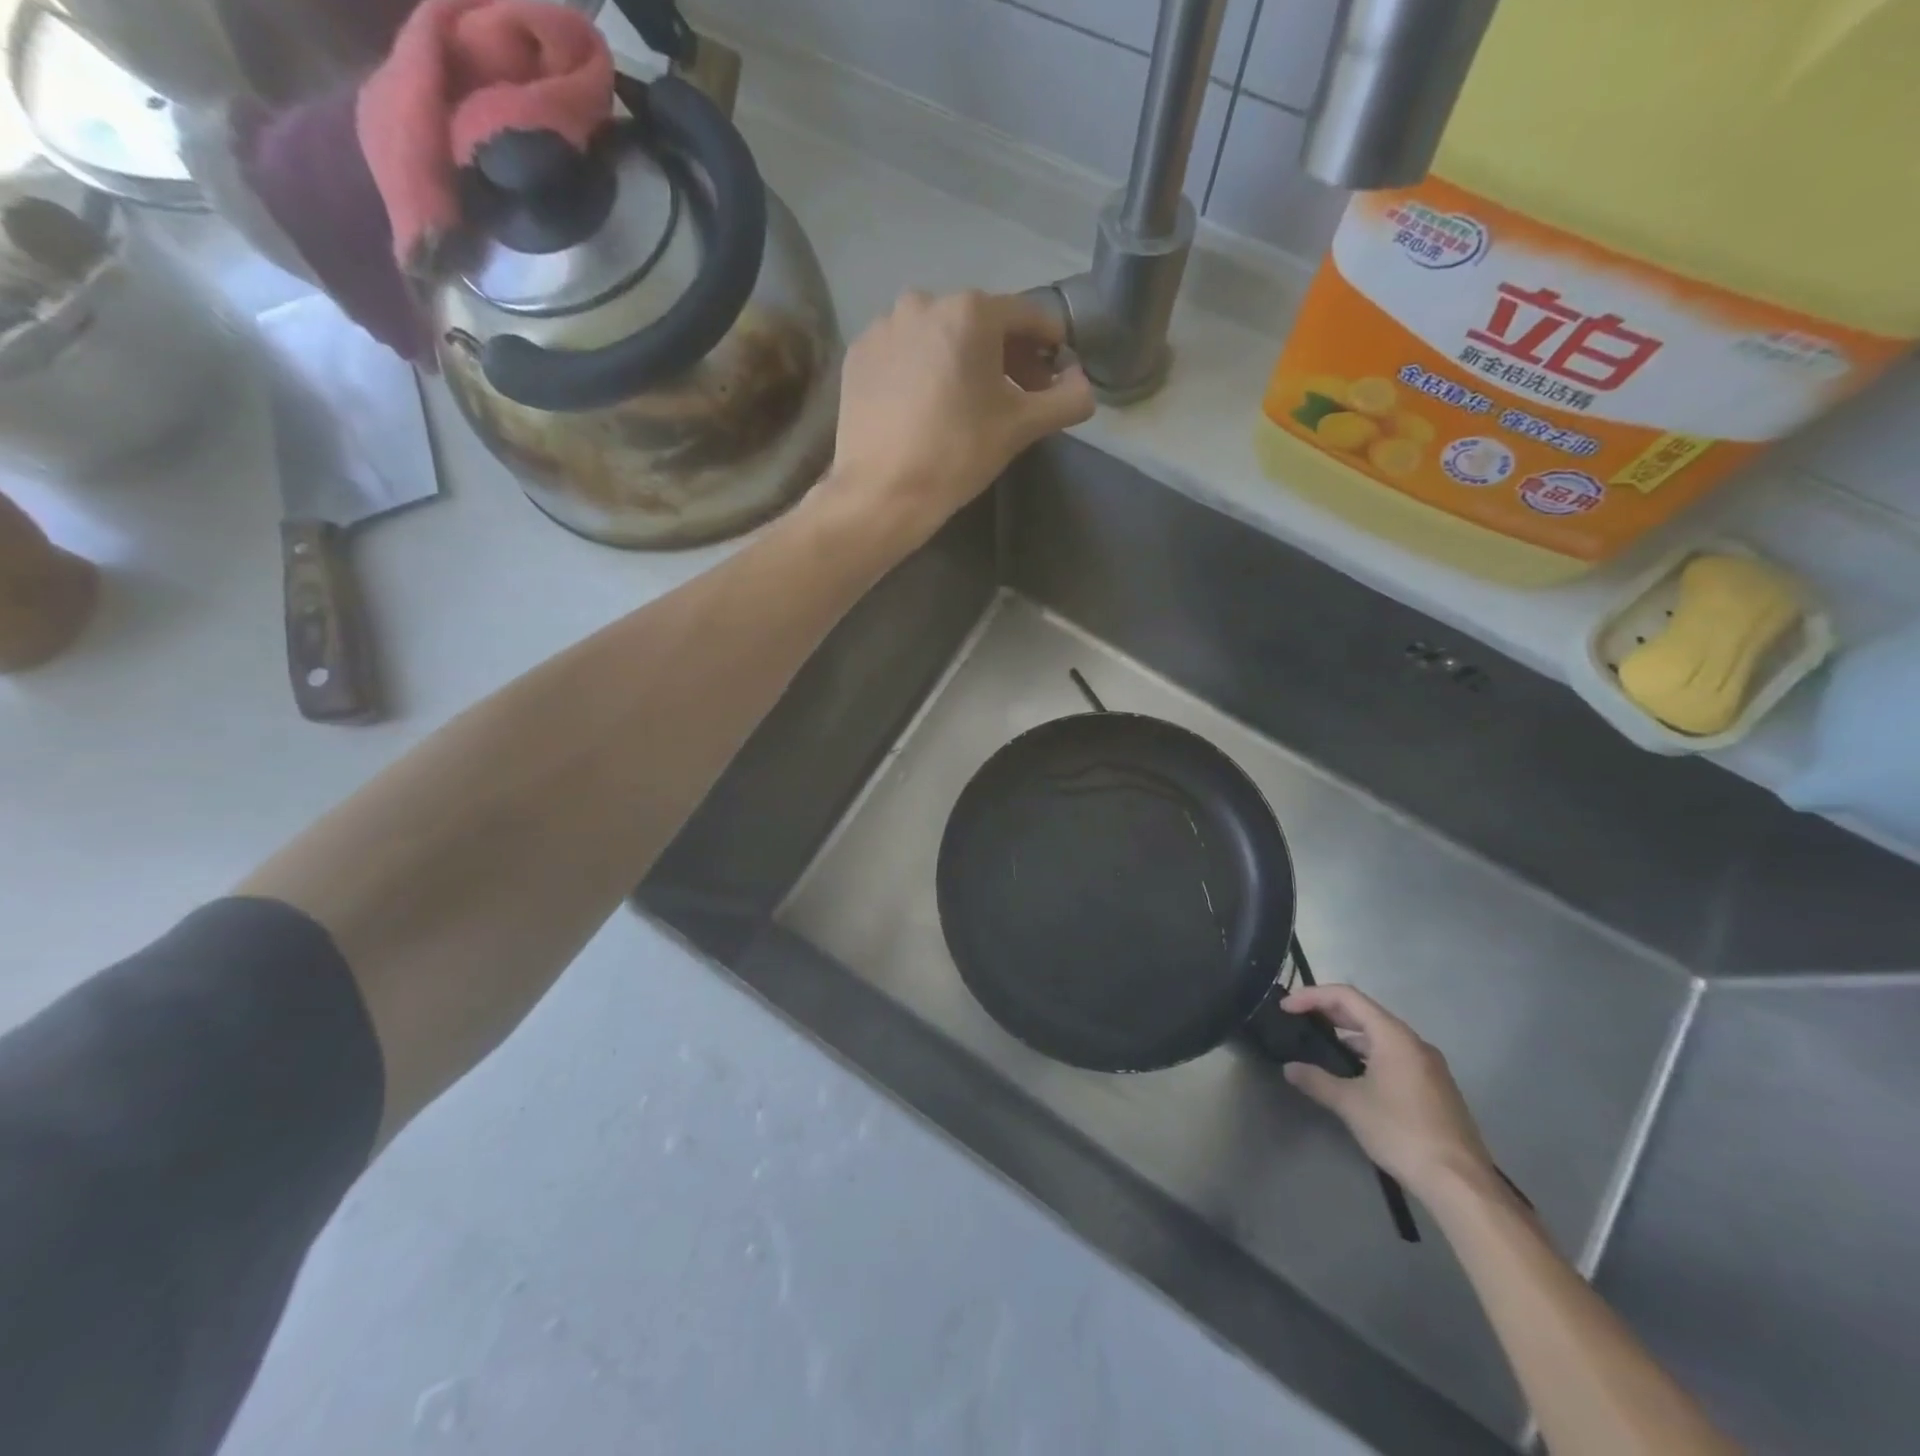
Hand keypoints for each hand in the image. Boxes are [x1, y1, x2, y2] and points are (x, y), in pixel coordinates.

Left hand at [815, 290, 1095, 549]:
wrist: (882, 492)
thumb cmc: (957, 455)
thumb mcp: (1020, 428)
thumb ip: (1065, 400)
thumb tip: (1084, 385)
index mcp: (971, 312)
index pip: (1028, 315)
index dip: (1050, 344)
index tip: (1055, 374)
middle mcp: (924, 302)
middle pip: (981, 322)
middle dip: (1006, 355)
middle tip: (1016, 395)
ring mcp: (884, 326)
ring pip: (939, 335)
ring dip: (962, 360)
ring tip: (967, 403)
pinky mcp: (858, 354)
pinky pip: (904, 352)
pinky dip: (923, 369)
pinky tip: (926, 406)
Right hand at [1281, 985, 1496, 1197]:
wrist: (1460, 1183)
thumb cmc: (1401, 1132)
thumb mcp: (1350, 1105)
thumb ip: (1316, 1080)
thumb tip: (1290, 1068)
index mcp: (1394, 1036)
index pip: (1346, 997)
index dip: (1312, 996)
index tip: (1285, 1008)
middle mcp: (1414, 1042)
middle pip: (1364, 1012)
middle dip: (1328, 1012)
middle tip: (1298, 1020)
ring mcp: (1429, 1065)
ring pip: (1381, 1035)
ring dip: (1348, 1035)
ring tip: (1320, 1046)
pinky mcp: (1435, 1087)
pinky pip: (1394, 1055)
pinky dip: (1367, 1054)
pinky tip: (1353, 1074)